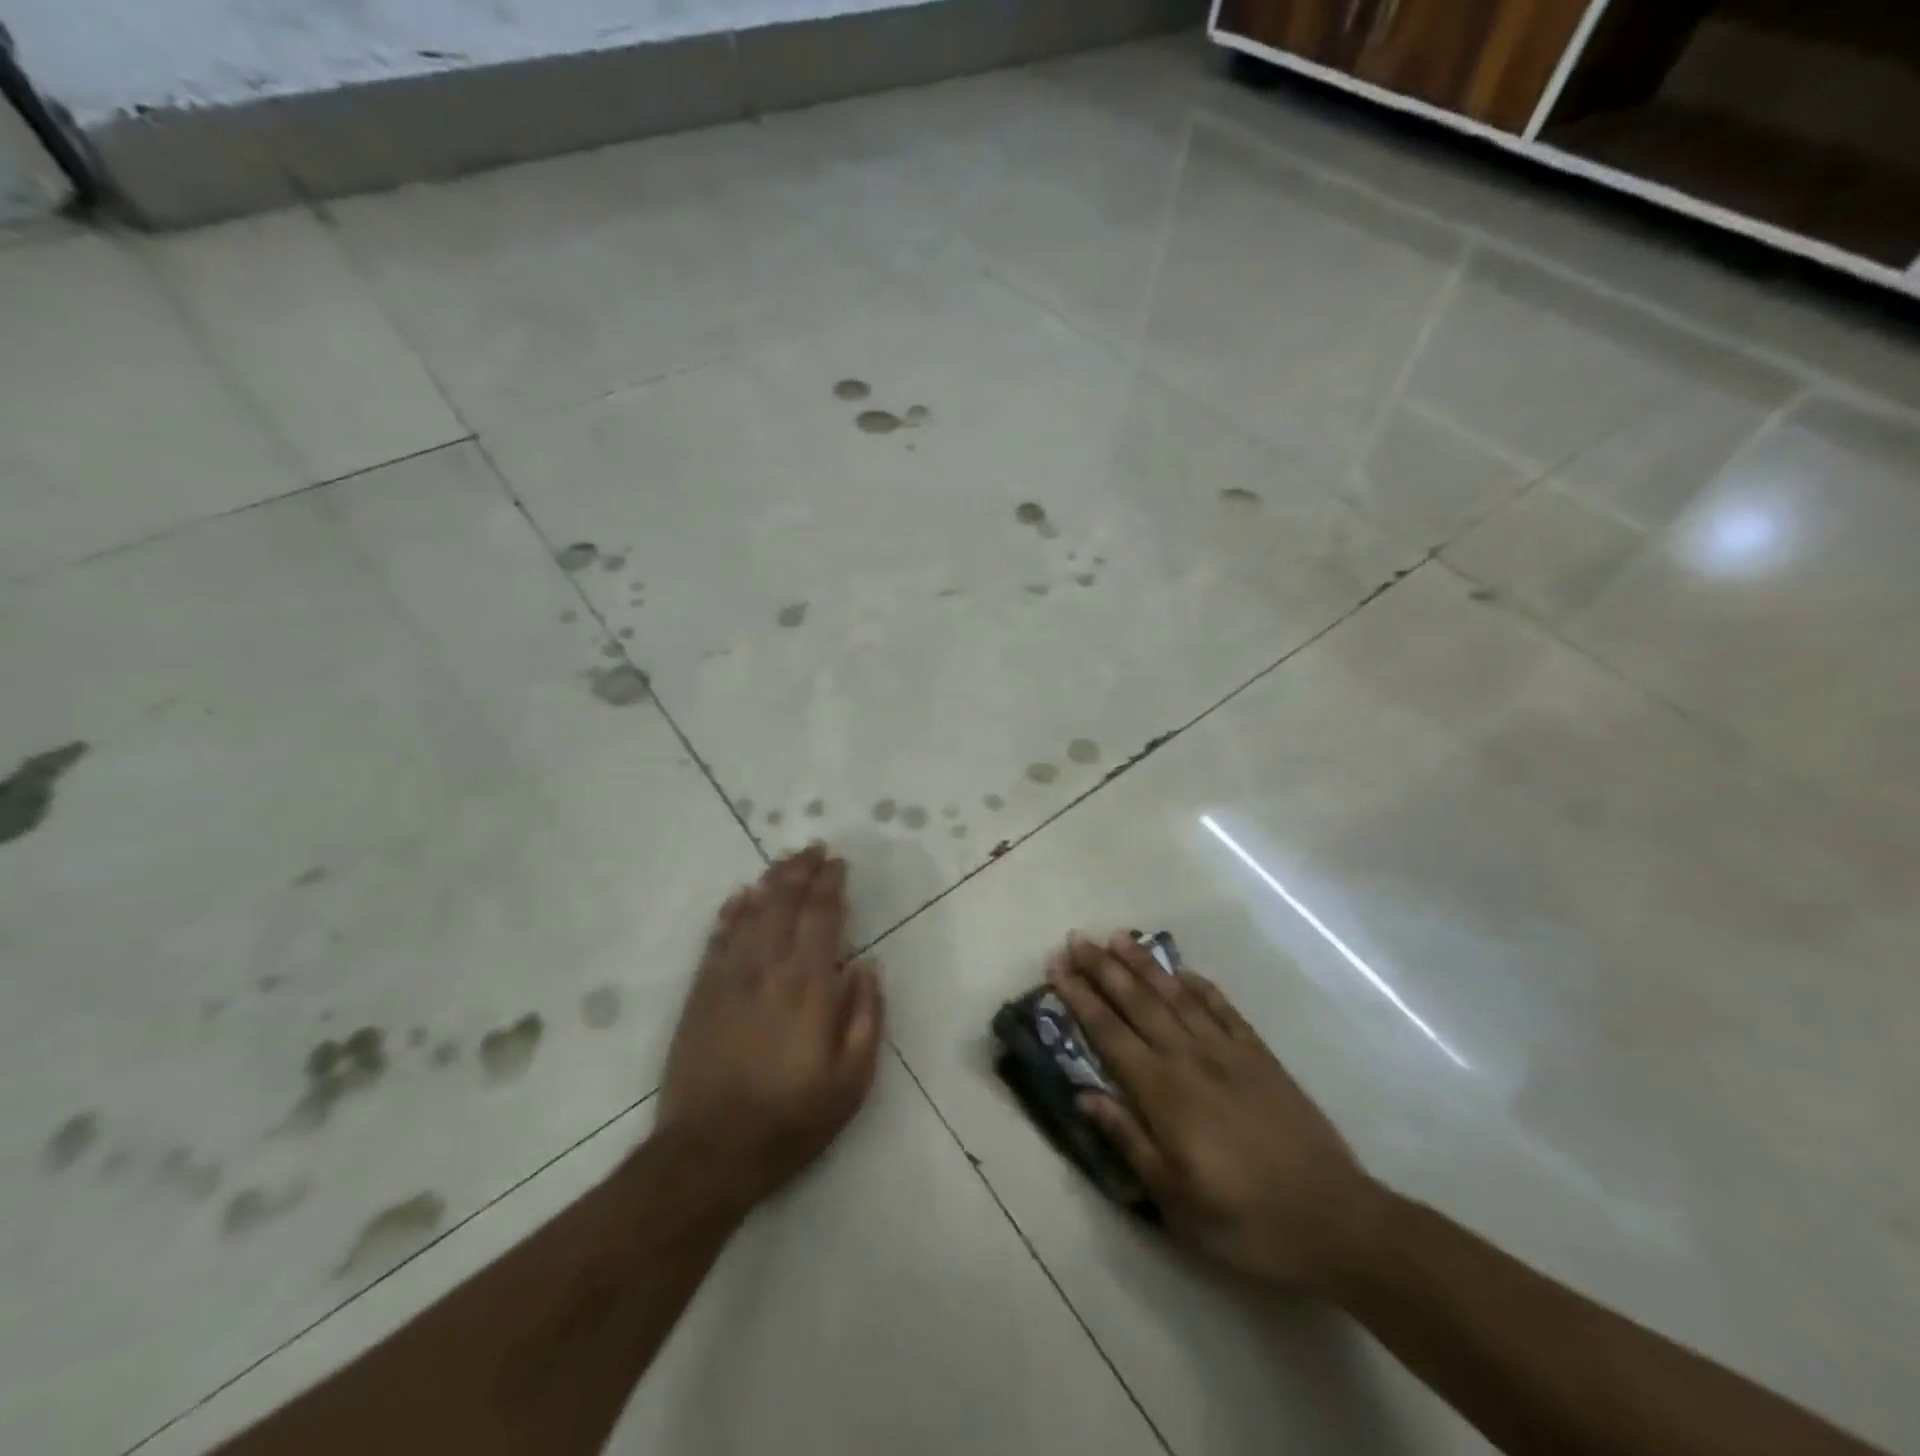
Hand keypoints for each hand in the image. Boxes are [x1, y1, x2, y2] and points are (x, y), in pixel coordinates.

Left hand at [655, 845, 884, 1213]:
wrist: (709, 1153)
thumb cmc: (791, 1120)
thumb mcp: (851, 1082)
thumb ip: (865, 1017)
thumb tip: (867, 965)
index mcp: (809, 988)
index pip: (822, 919)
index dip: (831, 886)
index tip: (838, 863)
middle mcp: (769, 971)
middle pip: (785, 905)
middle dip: (801, 872)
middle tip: (813, 849)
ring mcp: (730, 980)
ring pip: (752, 914)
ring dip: (770, 883)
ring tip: (784, 860)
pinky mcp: (701, 995)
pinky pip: (718, 940)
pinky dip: (730, 913)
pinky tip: (739, 896)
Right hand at [1049, 933, 1382, 1288]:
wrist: (1334, 1218)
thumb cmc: (1244, 1219)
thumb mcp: (1174, 1198)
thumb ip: (1127, 1139)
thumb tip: (1083, 1094)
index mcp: (1163, 1092)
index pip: (1109, 1033)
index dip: (1080, 998)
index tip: (1057, 967)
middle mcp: (1189, 1058)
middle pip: (1138, 1002)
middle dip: (1104, 968)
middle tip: (1078, 939)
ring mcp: (1227, 1052)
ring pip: (1176, 995)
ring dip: (1145, 965)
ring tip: (1119, 937)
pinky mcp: (1260, 1056)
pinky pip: (1223, 1009)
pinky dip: (1201, 986)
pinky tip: (1185, 972)